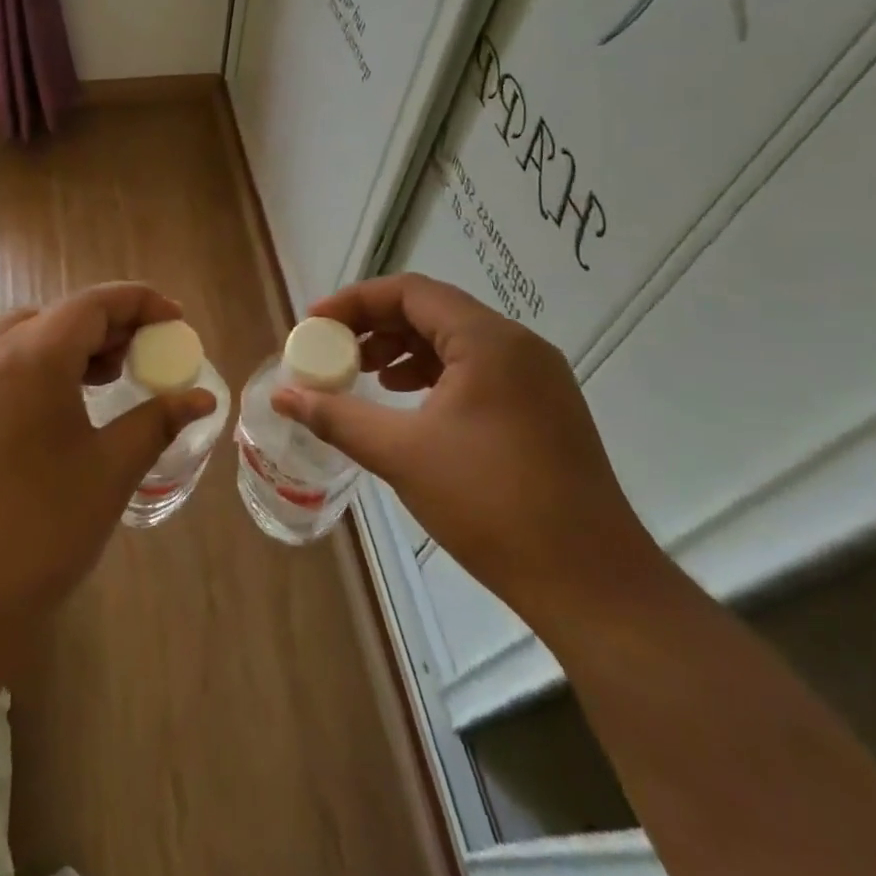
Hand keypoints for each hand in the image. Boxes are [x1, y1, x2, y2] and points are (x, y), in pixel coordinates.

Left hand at [0, 283, 214, 669]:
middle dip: (108, 324)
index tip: (176, 320)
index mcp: (31, 357)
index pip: (93, 304)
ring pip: (24, 337)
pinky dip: (38, 366)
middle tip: (145, 353)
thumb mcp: (110, 471)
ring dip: (70, 344)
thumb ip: (156, 421)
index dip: (140, 302)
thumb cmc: (40, 531)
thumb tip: (201, 398)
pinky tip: (61, 409)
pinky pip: (0, 366)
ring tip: (108, 378)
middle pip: (58, 315)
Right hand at [271, 273, 662, 625]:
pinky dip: (433, 374)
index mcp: (488, 341)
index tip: (314, 325)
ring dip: (402, 349)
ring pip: (454, 340)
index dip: (354, 302)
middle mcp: (517, 345)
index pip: (409, 291)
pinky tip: (406, 400)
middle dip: (375, 325)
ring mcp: (535, 377)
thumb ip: (336, 416)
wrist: (593, 584)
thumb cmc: (490, 505)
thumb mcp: (401, 454)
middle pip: (432, 310)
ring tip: (363, 375)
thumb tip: (282, 395)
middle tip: (333, 351)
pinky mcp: (542, 408)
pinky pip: (476, 369)